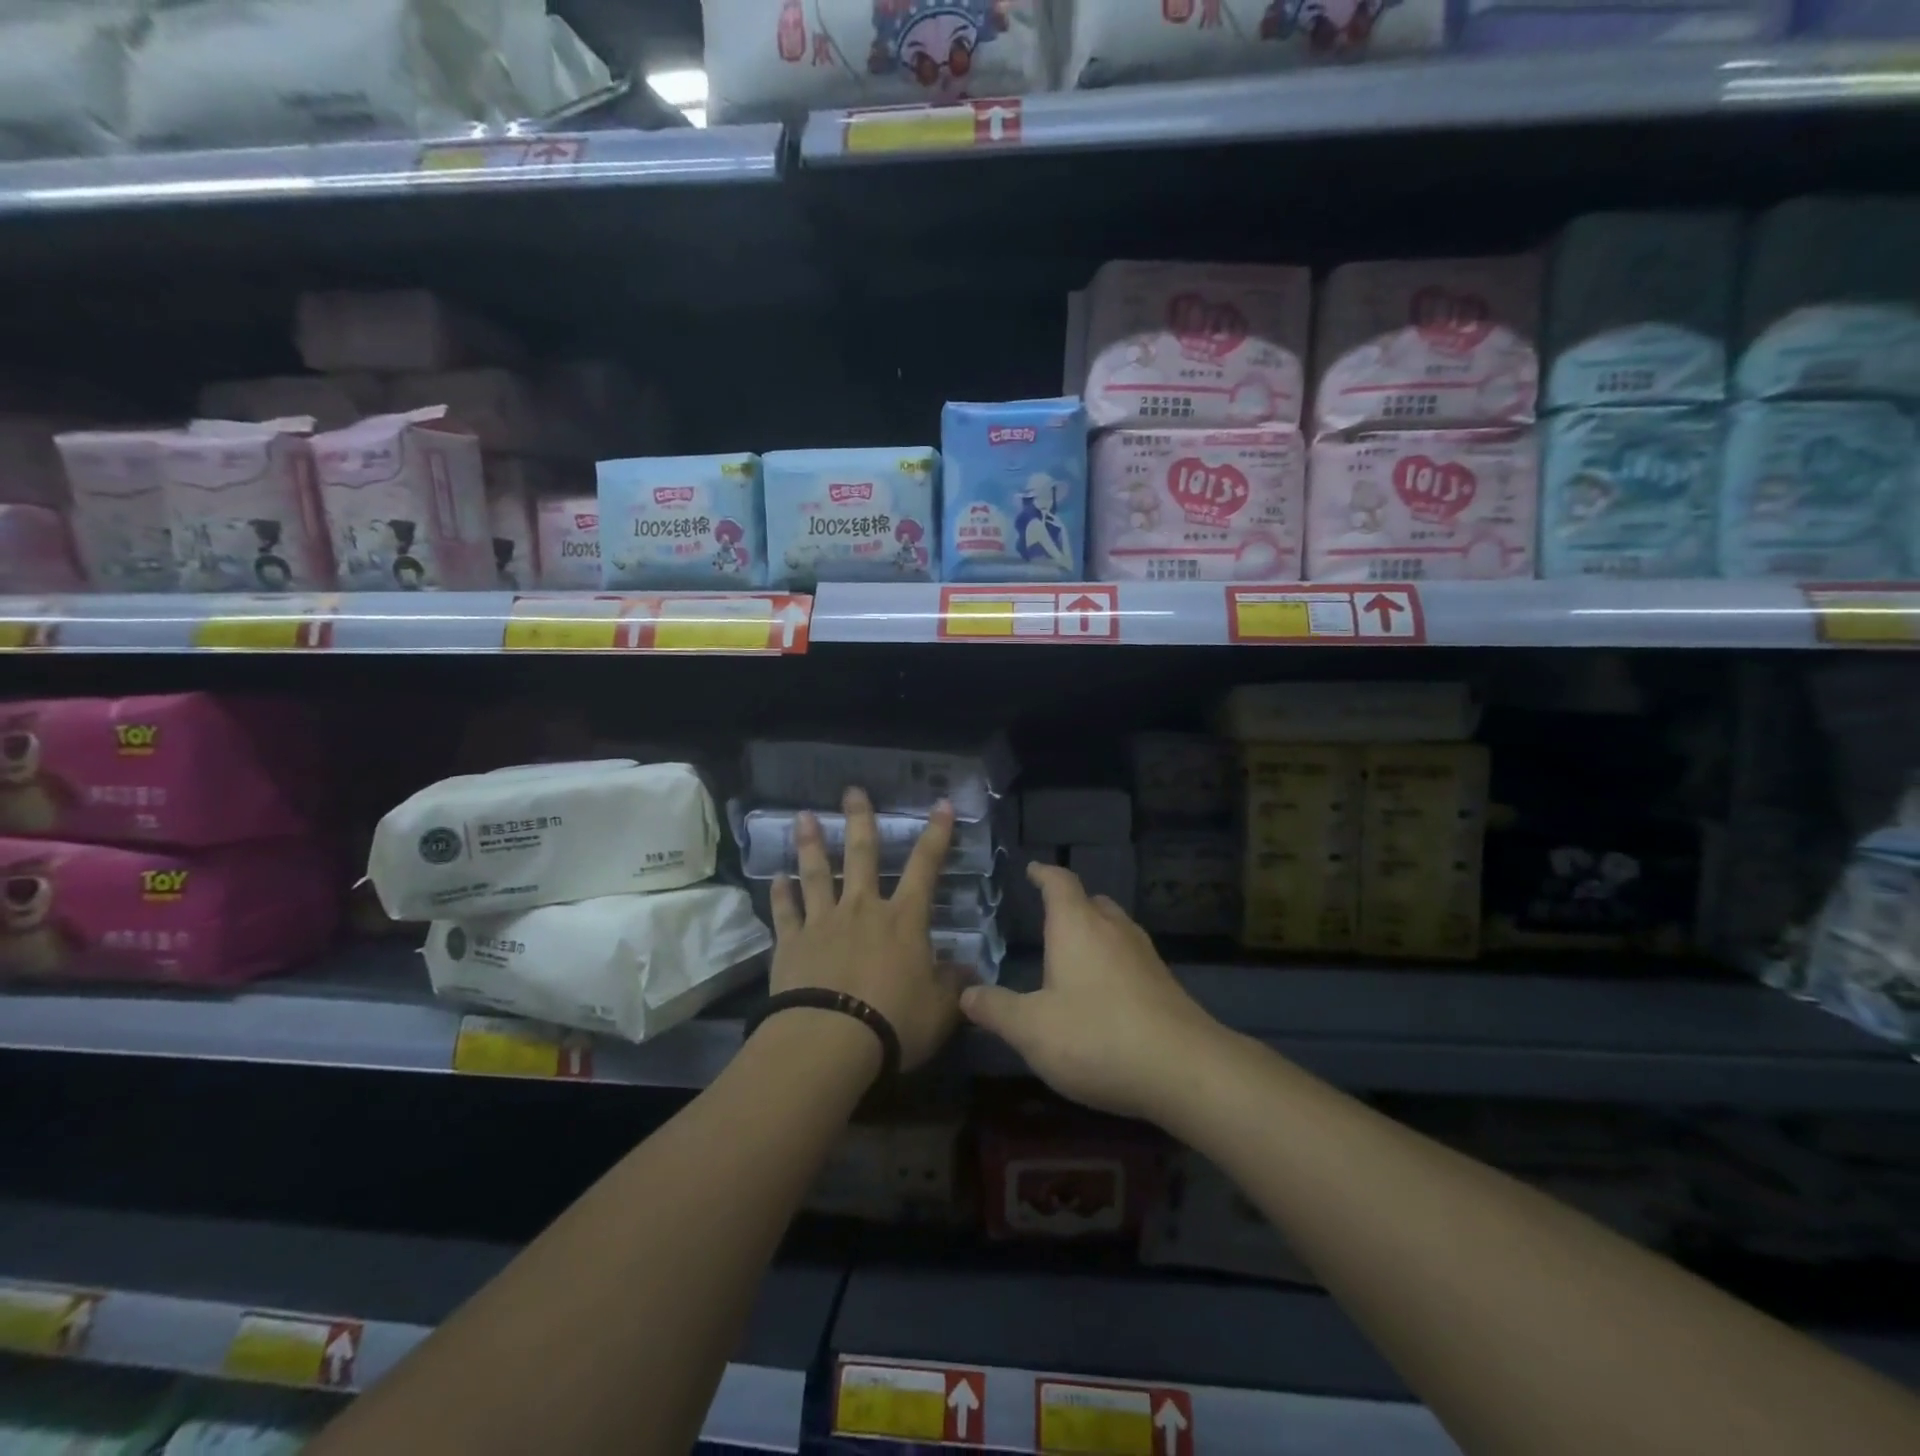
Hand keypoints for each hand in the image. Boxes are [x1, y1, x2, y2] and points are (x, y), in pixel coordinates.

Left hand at [768, 788, 961, 1073]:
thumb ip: (953, 984)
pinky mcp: (791, 944)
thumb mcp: (940, 1008)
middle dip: (860, 820)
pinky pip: (785, 912)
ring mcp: (822, 923)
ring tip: (804, 817)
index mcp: (904, 919)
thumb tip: (967, 970)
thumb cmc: (894, 1022)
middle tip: (852, 791)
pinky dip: (780, 894)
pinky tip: (775, 878)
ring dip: (811, 844)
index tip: (941, 804)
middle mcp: (862, 909)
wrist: (830, 1041)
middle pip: (861, 855)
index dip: (936, 834)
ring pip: (816, 874)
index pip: (925, 866)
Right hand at [959, 864, 1222, 1120]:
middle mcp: (1113, 929)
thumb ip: (996, 1009)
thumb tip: (965, 993)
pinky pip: (1130, 955)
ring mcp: (1144, 954)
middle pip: (1091, 900)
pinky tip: (1104, 990)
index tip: (1032, 869)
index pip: (1059, 883)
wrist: (1185, 1069)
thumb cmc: (1097, 1037)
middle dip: (1070, 903)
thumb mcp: (1032, 1030)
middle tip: (1049, 915)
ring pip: (1115, 926)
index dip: (1044, 873)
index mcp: (1077, 926)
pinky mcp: (1164, 982)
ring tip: (1074, 951)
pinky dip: (1112, 959)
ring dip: (1094, 930)